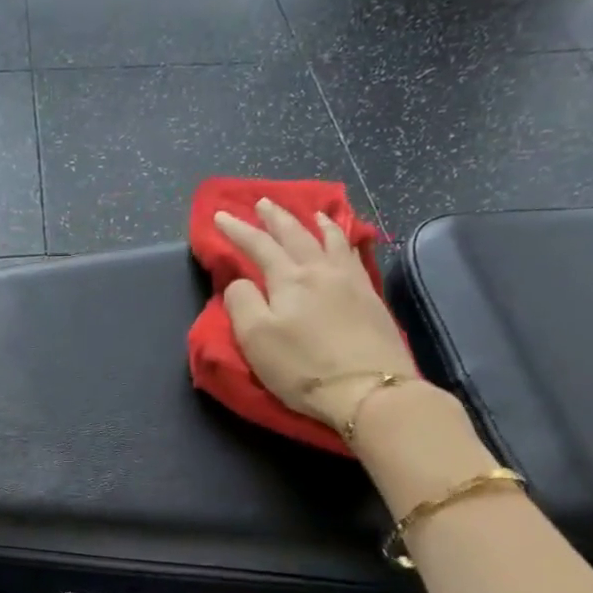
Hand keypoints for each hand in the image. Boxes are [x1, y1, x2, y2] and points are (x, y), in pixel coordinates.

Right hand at [214, 199, 419, 424]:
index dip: (237, 230)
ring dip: (315, 223)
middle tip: (263, 203)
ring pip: (330, 240)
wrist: (370, 389)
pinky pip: (353, 255)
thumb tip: (240, 282)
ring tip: (311, 213)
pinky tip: (345, 242)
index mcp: (288, 279)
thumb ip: (241, 303)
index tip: (220, 217)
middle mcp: (320, 270)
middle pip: (295, 235)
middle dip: (275, 217)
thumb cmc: (303, 367)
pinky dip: (344, 240)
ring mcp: (350, 281)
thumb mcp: (256, 339)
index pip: (257, 246)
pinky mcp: (371, 298)